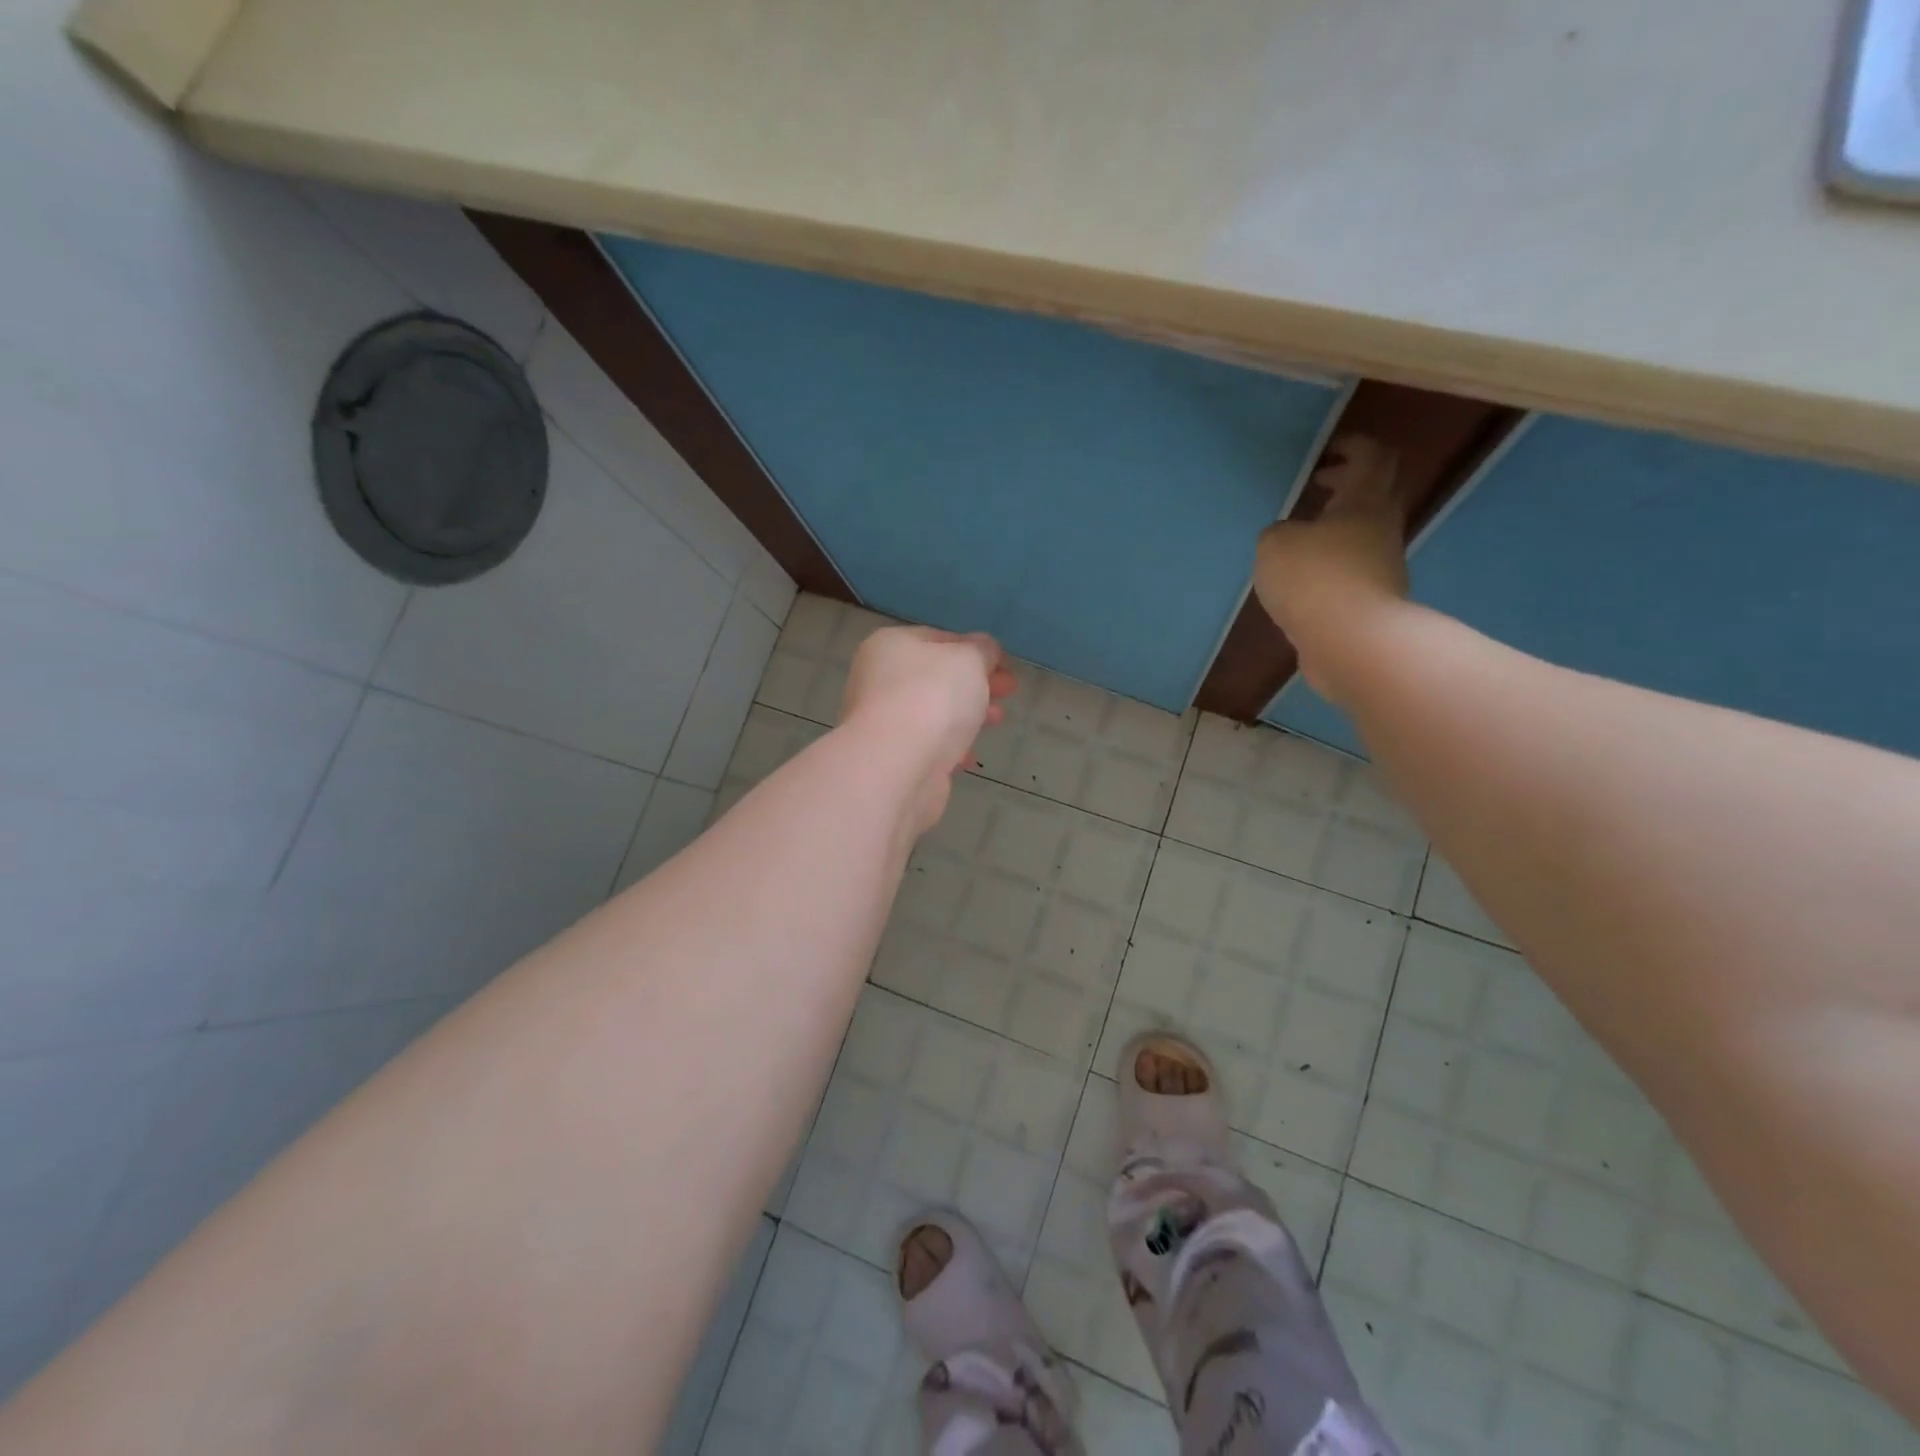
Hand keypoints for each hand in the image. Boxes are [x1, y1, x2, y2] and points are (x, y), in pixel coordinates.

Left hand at [842, 626, 1017, 833]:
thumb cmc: (932, 698)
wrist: (896, 767)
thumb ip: (981, 650)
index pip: (939, 639)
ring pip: (934, 712)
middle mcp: (879, 679)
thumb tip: (984, 651)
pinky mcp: (890, 757)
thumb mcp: (969, 659)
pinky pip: (928, 745)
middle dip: (977, 684)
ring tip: (997, 722)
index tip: (1005, 666)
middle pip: (938, 677)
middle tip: (1008, 692)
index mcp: (891, 645)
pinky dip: (950, 747)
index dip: (975, 649)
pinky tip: (968, 757)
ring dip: (968, 715)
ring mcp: (882, 720)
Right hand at [1253, 435, 1409, 696]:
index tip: (1326, 450)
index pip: (1372, 456)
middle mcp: (1381, 527)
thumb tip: (1289, 538)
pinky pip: (1354, 569)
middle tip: (1317, 486)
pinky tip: (1304, 578)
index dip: (1352, 446)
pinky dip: (1332, 563)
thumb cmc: (1314, 579)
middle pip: (1377, 492)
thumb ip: (1278, 532)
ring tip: (1302, 537)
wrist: (1352, 642)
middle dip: (1349, 483)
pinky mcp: (1372, 600)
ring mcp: (1382, 566)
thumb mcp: (1274, 545)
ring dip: (1339, 527)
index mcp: (1364, 501)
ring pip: (1365, 532)